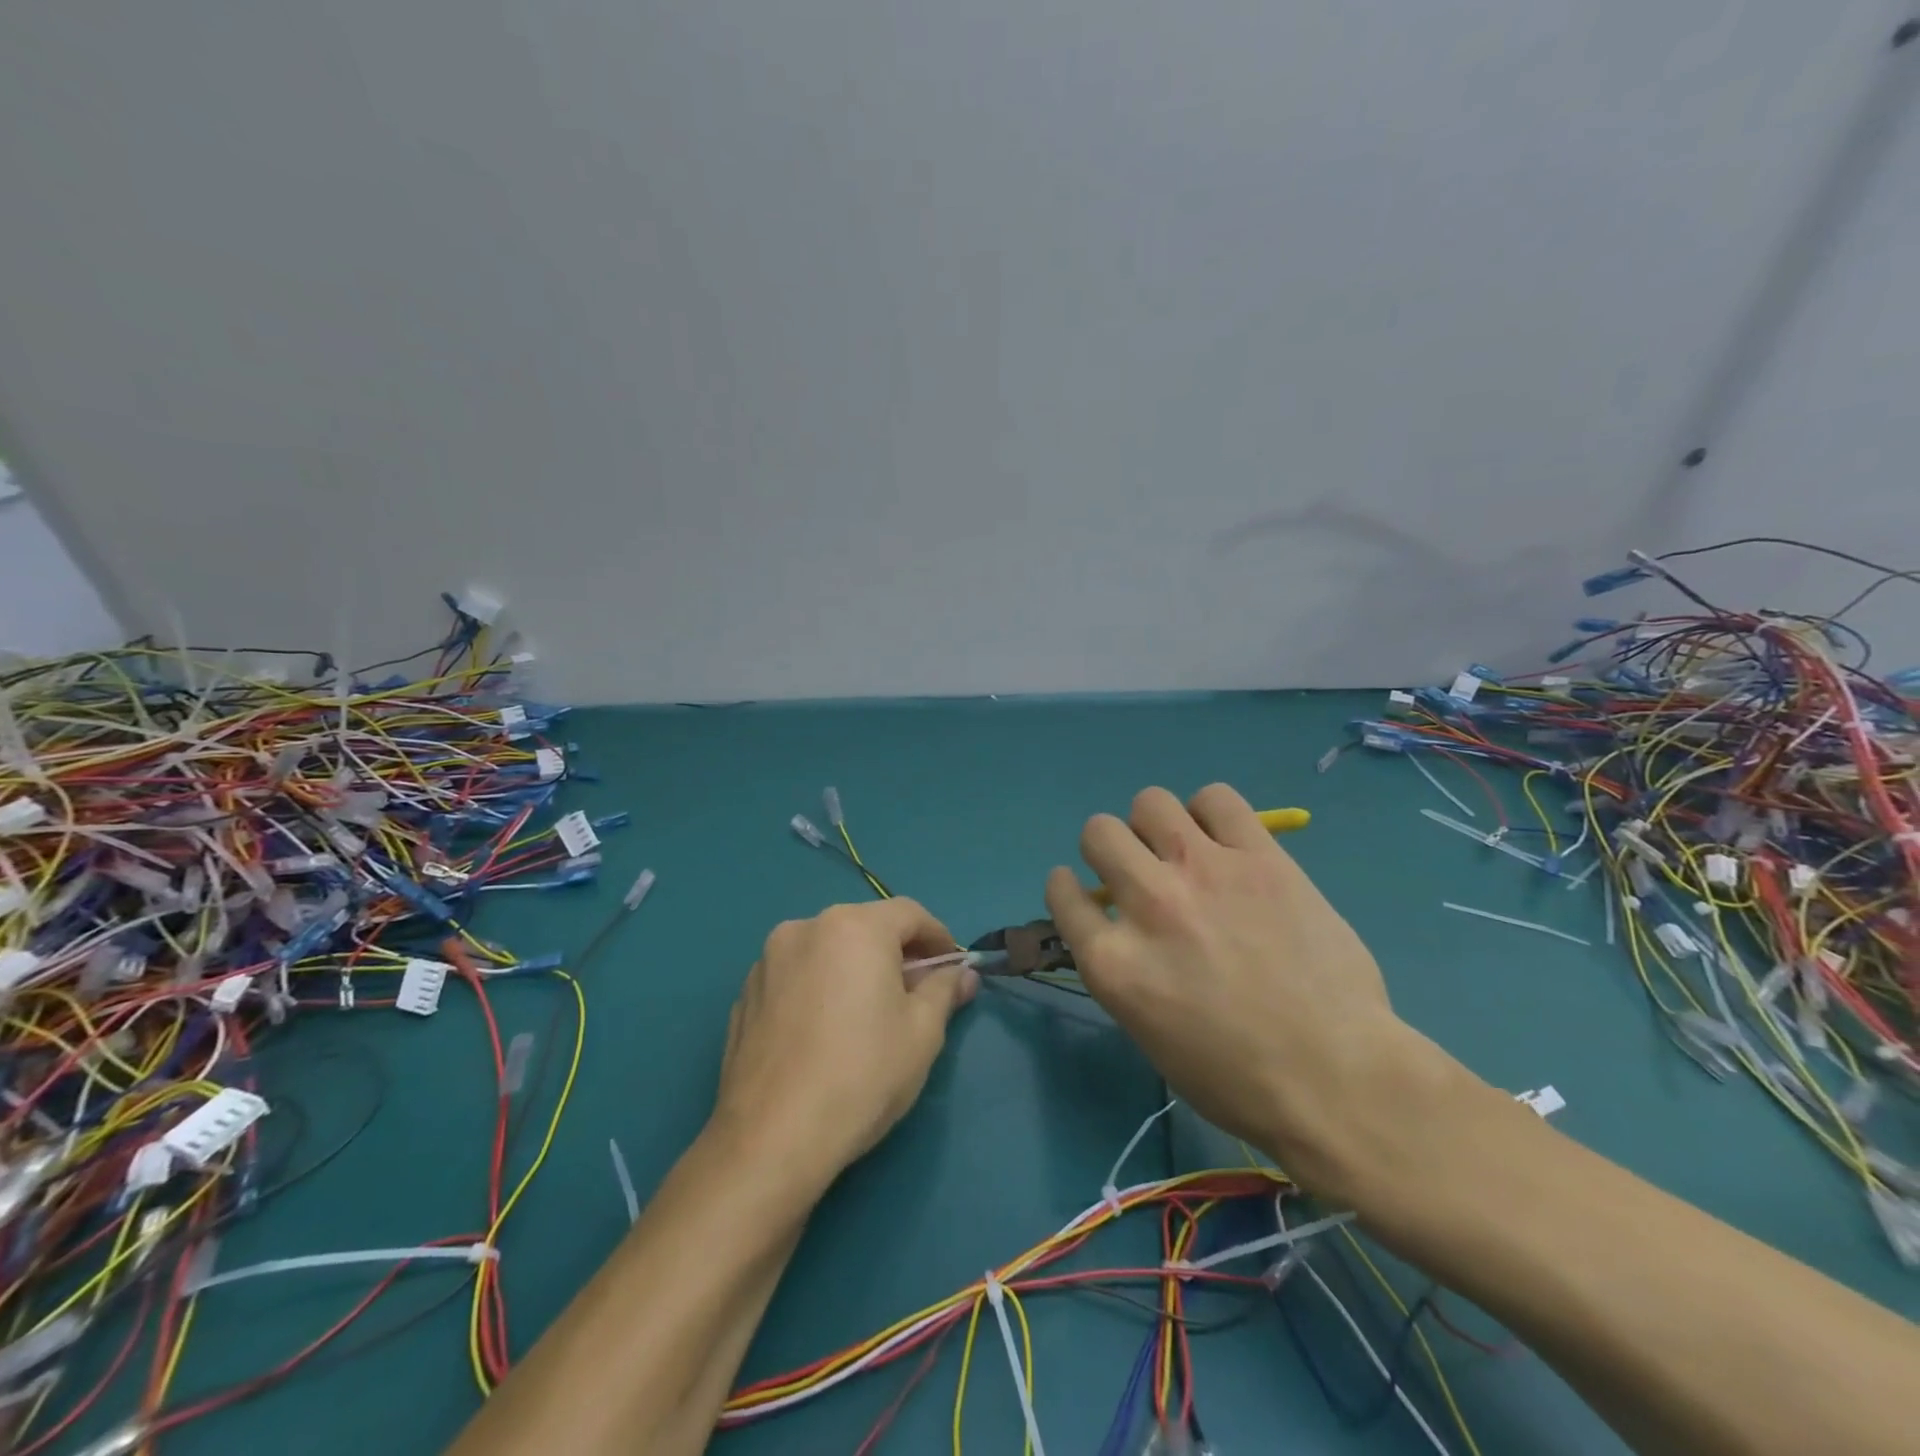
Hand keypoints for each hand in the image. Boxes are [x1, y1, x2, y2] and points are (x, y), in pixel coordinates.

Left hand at [711, 899, 978, 1182]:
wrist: (771, 1138)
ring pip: (827, 950)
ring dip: (854, 969)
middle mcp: (807, 928)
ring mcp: (768, 959)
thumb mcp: (922, 1033)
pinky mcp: (745, 993)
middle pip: (865, 927)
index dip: (938, 938)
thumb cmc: (862, 1075)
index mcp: (854, 927)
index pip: (909, 913)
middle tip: (914, 996)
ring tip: (866, 1017)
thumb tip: (962, 975)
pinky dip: (819, 988)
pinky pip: (797, 976)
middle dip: (896, 954)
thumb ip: (944, 991)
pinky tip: (824, 1034)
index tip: (951, 971)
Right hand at [1046, 784, 1448, 1202]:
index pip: (1062, 892)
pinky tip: (1225, 841)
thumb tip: (1123, 926)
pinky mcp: (1259, 857)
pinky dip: (1211, 814)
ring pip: (1150, 802)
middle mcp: (1148, 903)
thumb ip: (1123, 967)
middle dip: (1109, 849)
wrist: (1337, 1078)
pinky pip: (1216, 798)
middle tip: (1140, 870)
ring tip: (1183, 850)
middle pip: (1098, 832)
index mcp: (1112, 961)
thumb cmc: (1237, 1079)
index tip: (1086, 892)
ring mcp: (1204, 873)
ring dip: (1156, 825)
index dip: (1069, 888)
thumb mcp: (1147, 1032)